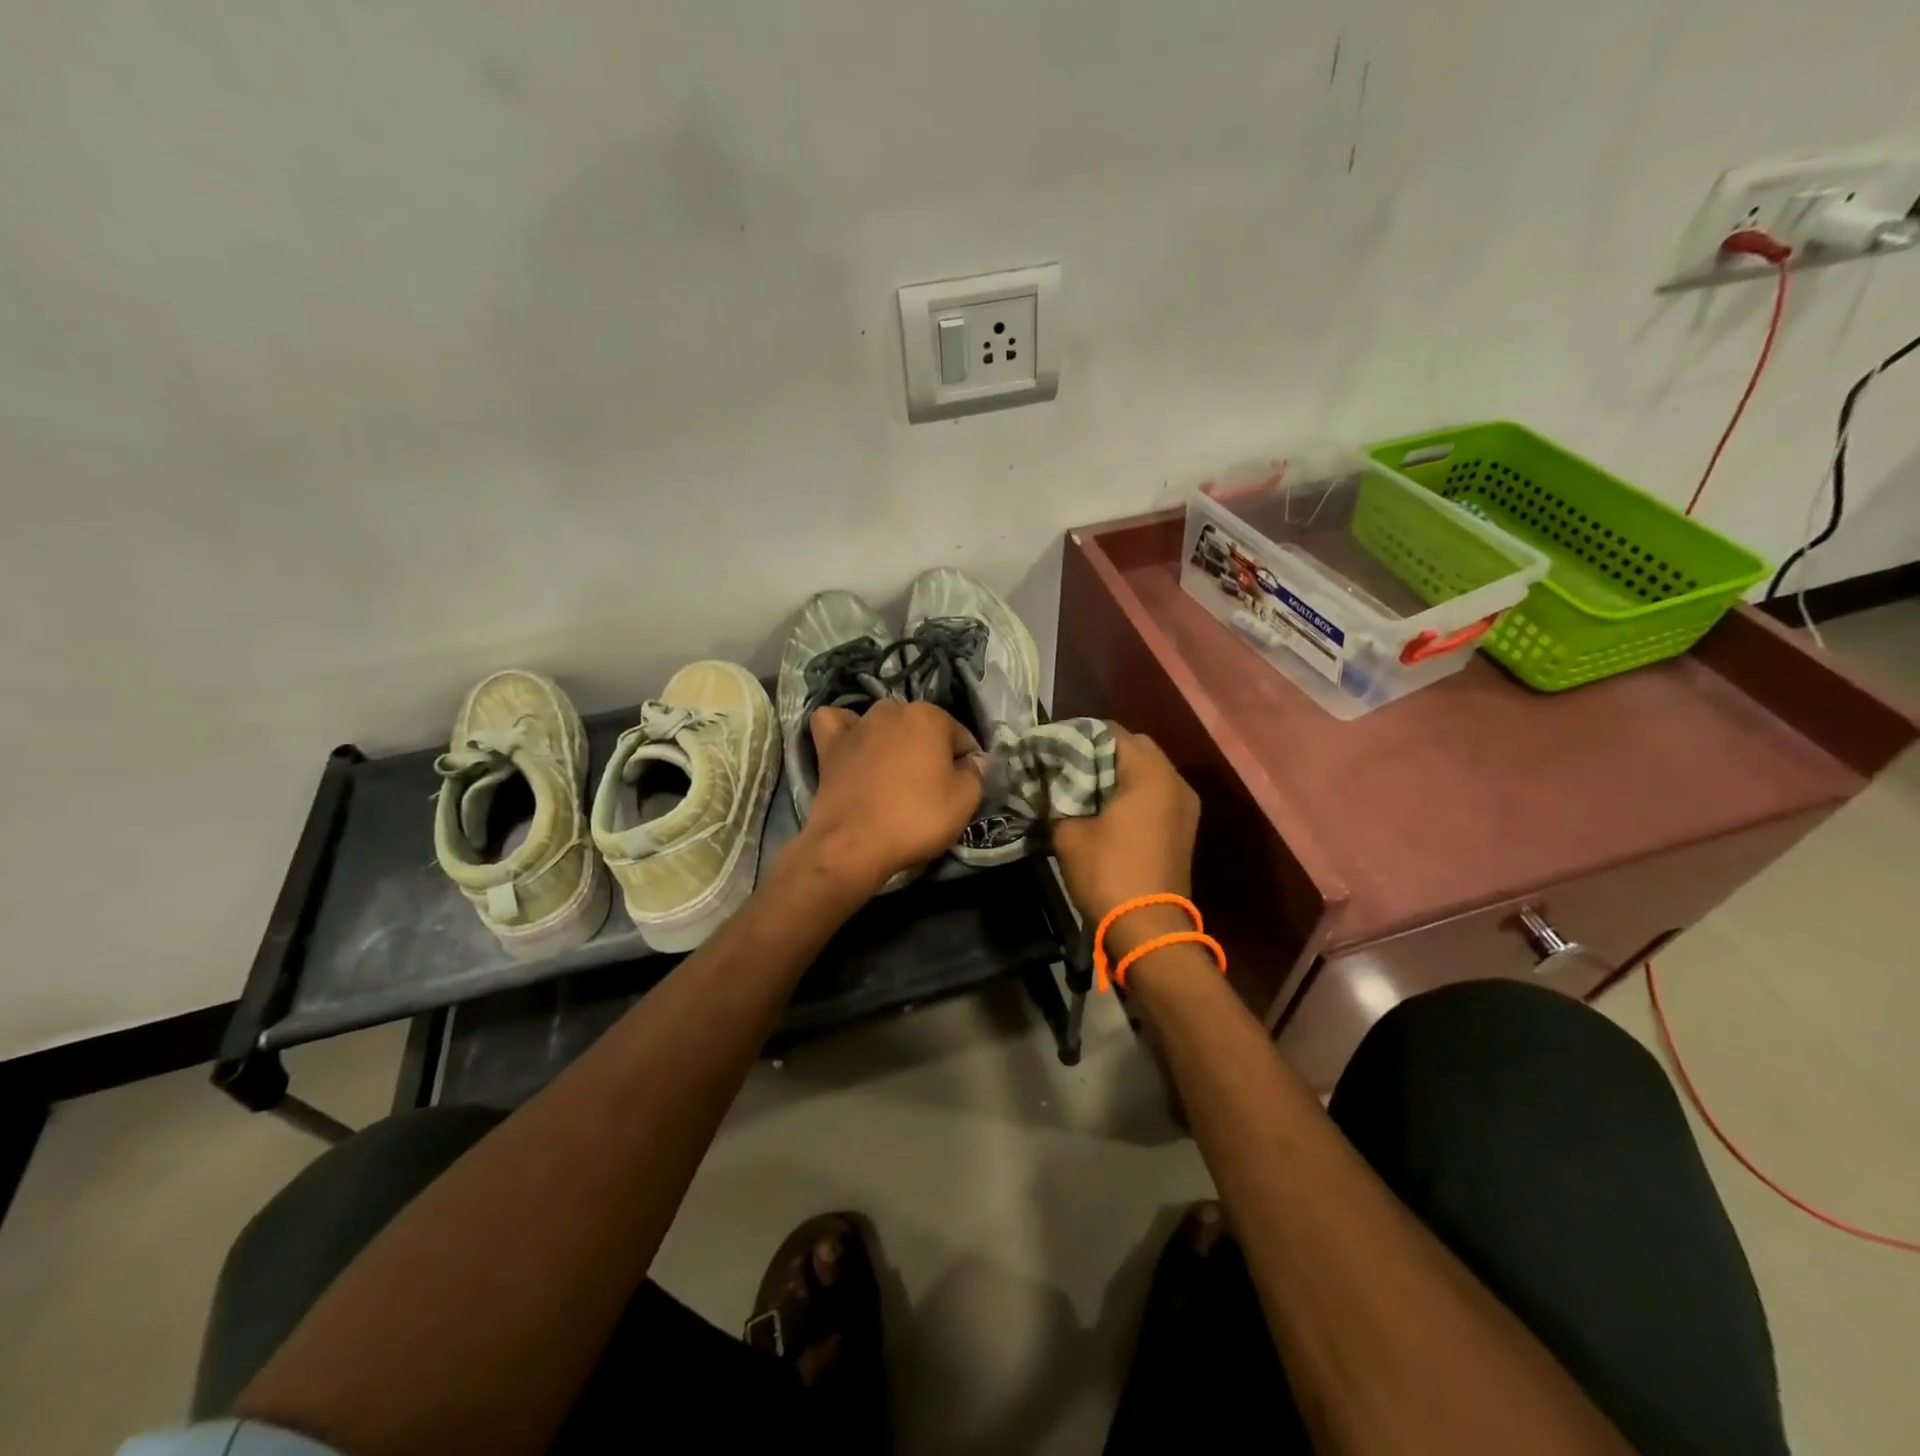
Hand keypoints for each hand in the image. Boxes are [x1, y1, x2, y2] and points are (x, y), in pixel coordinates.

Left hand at [794, 700, 984, 895]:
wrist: (854, 844)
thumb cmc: (916, 818)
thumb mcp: (965, 801)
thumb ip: (976, 772)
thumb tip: (975, 760)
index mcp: (929, 716)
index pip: (961, 736)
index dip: (967, 762)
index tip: (963, 788)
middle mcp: (892, 710)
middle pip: (921, 728)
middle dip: (929, 749)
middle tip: (930, 786)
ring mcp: (857, 725)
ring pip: (882, 723)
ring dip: (891, 739)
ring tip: (893, 772)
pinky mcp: (829, 746)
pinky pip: (836, 724)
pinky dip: (844, 731)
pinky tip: (851, 745)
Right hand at [1051, 726, 1199, 948]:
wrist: (1149, 930)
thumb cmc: (1108, 873)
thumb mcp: (1069, 833)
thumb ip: (1058, 798)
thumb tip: (1050, 785)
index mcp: (1150, 773)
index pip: (1111, 732)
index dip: (1078, 736)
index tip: (1052, 749)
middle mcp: (1175, 781)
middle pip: (1134, 747)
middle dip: (1100, 752)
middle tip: (1067, 768)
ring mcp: (1185, 805)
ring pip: (1148, 771)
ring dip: (1117, 774)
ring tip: (1083, 788)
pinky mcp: (1184, 828)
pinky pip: (1156, 794)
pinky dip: (1132, 793)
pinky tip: (1105, 809)